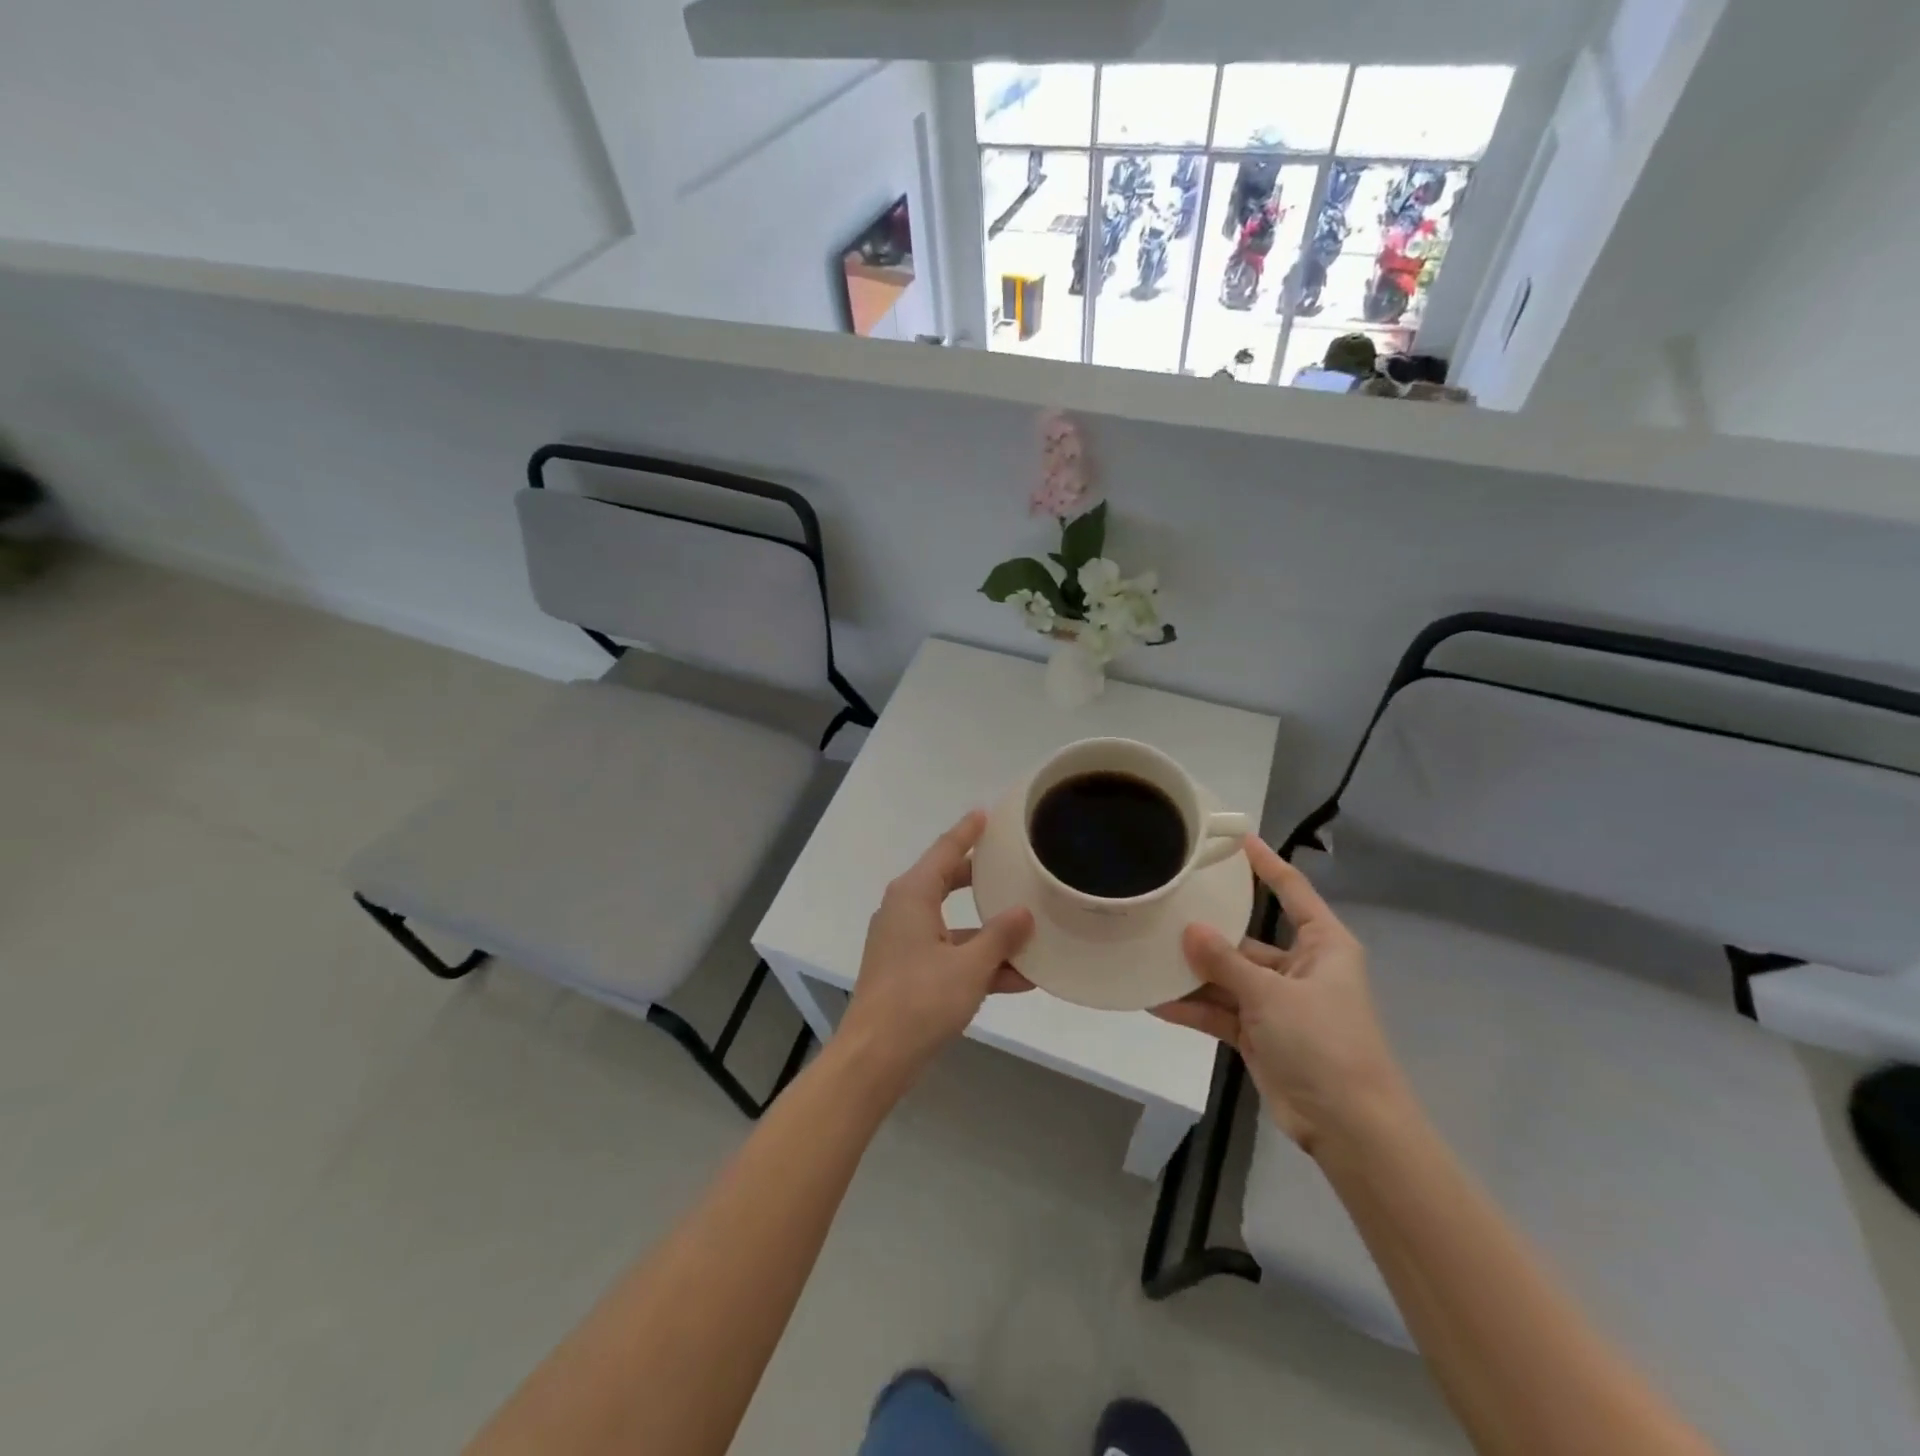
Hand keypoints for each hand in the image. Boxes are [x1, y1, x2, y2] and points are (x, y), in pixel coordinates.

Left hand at [839, 811, 1035, 1088]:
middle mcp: (905, 911)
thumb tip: (1024, 912)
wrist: (875, 1058)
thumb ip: (1000, 937)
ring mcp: (905, 943)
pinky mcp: (909, 972)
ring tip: (1031, 928)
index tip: (987, 813)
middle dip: (982, 878)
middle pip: (948, 883)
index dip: (968, 832)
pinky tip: (1021, 977)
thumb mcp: (969, 967)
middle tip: (1013, 864)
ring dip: (989, 931)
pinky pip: (950, 955)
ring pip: (954, 924)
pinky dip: (978, 961)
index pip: (945, 851)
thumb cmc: (919, 1001)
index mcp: (912, 896)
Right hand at [1155, 836, 1408, 1153]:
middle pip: (1247, 938)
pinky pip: (1221, 1012)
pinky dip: (1193, 1008)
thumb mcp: (1272, 995)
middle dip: (1208, 929)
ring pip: (1228, 977)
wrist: (1350, 1127)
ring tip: (1147, 954)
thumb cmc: (1325, 1044)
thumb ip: (1226, 962)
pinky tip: (1155, 1001)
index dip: (1266, 864)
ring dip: (1194, 973)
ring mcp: (1277, 1003)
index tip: (1236, 839)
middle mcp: (1299, 968)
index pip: (1292, 891)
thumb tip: (1188, 929)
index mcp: (1322, 946)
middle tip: (1166, 905)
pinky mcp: (1260, 1034)